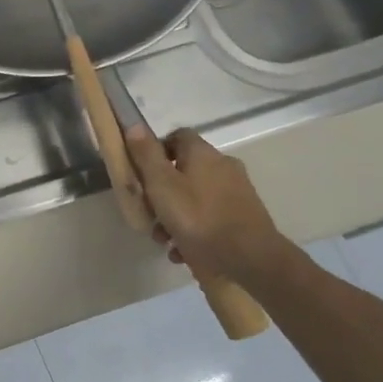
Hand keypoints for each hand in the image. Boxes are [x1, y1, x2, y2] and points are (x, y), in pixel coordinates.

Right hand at [124, 126, 288, 285]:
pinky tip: (183, 251)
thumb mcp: (161, 185)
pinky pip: (210, 218)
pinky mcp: (243, 217)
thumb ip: (146, 155)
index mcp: (203, 154)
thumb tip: (134, 124)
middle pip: (184, 171)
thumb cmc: (197, 218)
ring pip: (195, 197)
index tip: (142, 173)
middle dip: (161, 193)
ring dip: (174, 216)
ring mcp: (236, 192)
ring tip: (164, 240)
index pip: (177, 136)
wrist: (248, 257)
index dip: (156, 151)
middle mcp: (223, 166)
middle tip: (149, 214)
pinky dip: (194, 230)